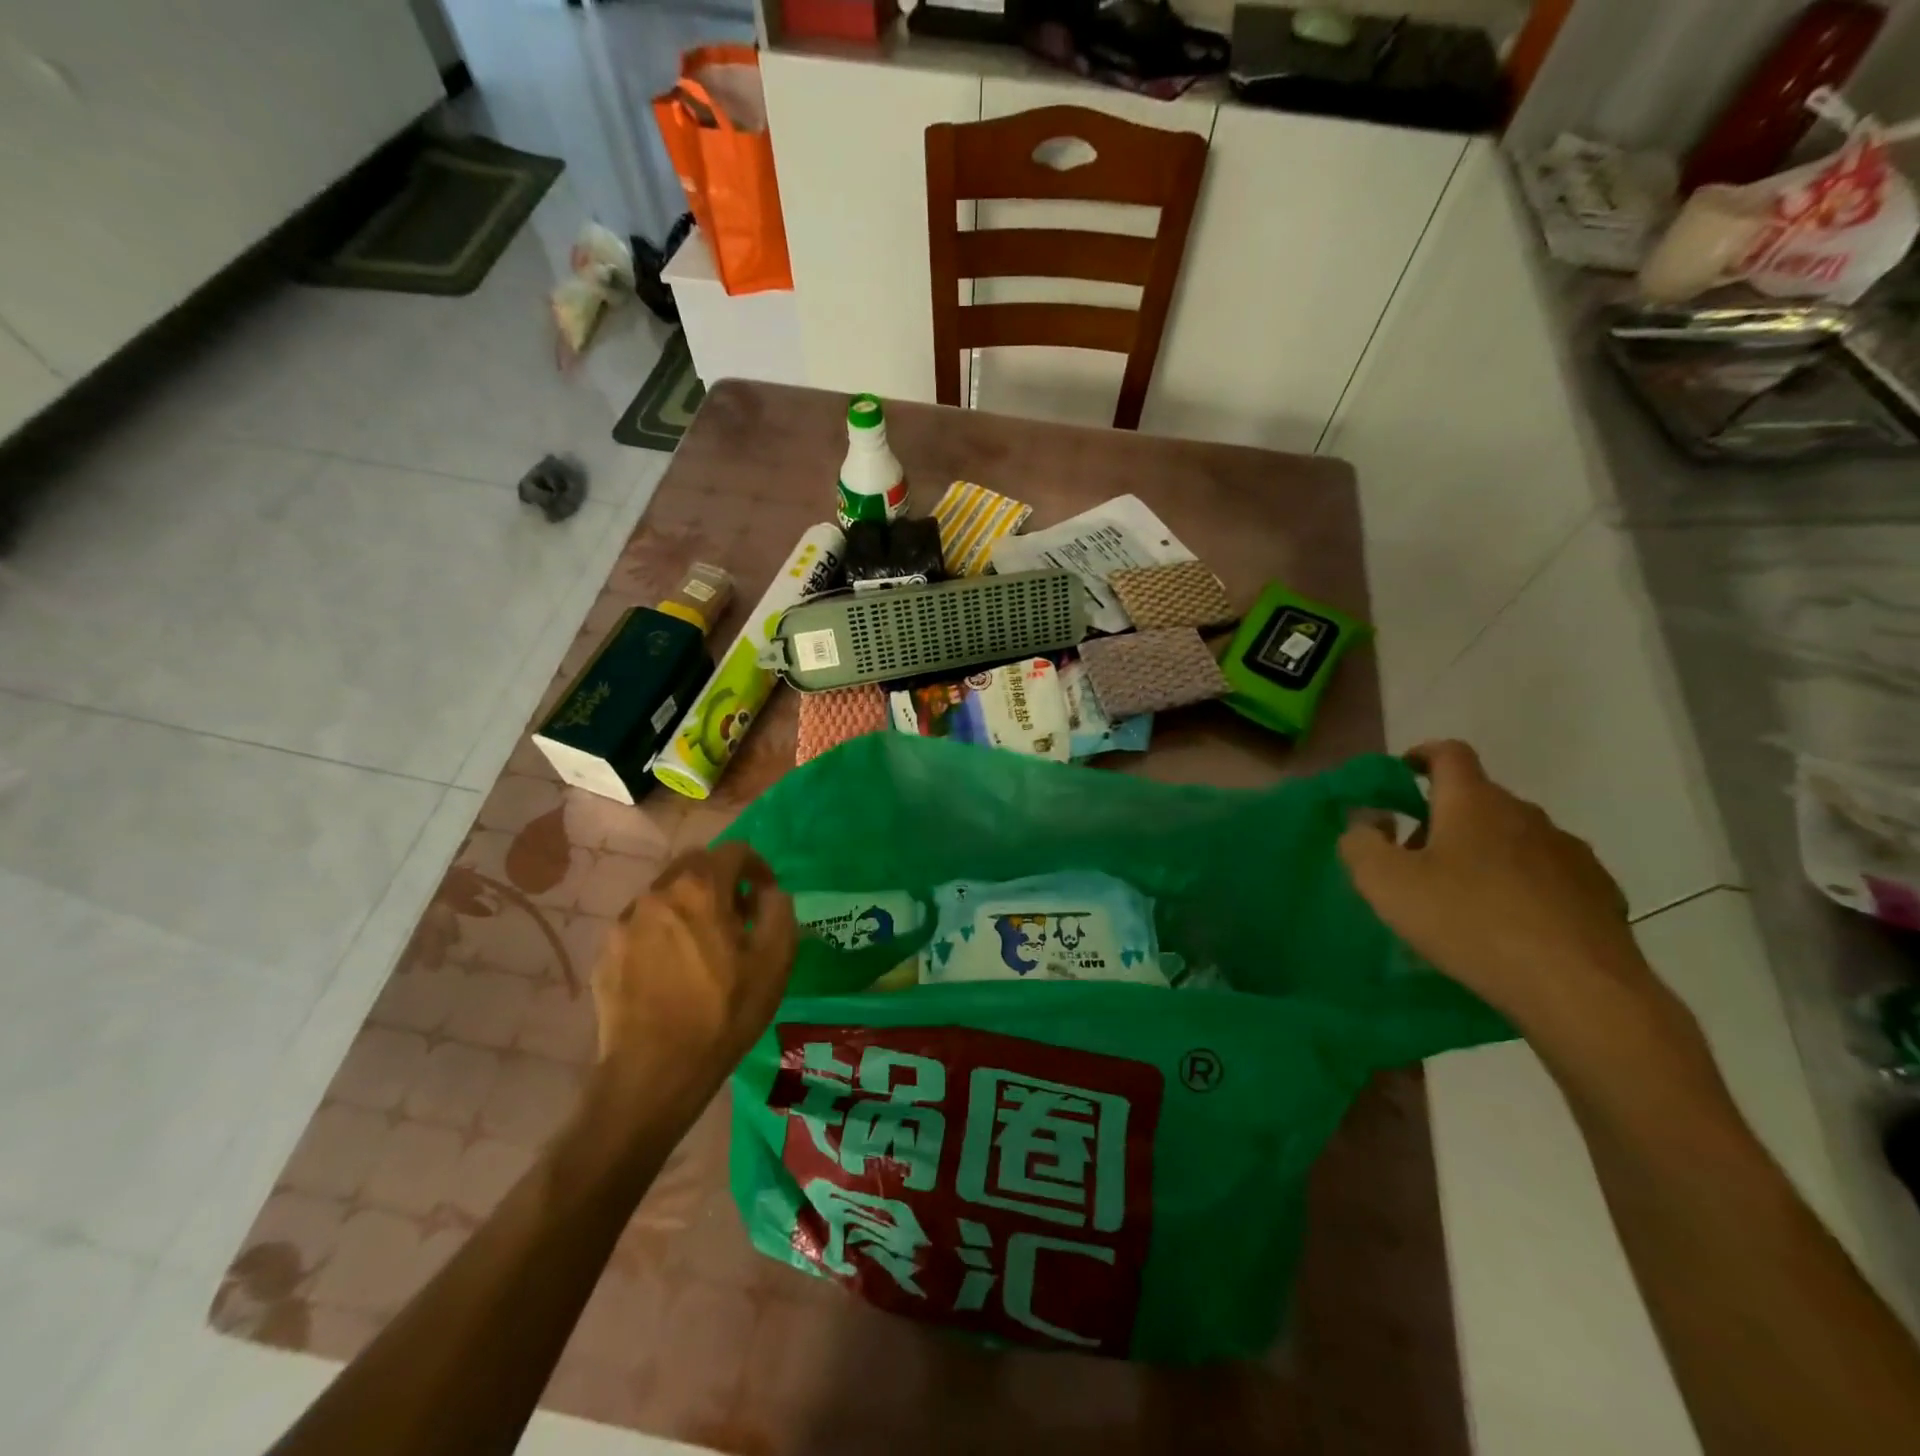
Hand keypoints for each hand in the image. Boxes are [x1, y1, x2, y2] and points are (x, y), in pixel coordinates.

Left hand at [592, 844, 797, 1096]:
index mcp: (701, 889)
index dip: (757, 866)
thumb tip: (769, 893)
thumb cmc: (722, 1015)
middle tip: (737, 916)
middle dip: (721, 879)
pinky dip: (663, 930)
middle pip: (694, 864)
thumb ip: (779, 912)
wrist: (653, 1074)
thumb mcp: (774, 963)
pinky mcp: (606, 952)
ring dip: (690, 904)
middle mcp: (658, 894)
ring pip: (665, 893)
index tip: (766, 895)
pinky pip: (642, 924)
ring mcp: (625, 922)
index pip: (734, 850)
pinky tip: (673, 969)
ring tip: (704, 944)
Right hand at [1339, 740, 1658, 1036]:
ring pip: (1514, 839)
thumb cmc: (1468, 922)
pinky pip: (1548, 877)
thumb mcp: (1385, 883)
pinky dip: (1522, 888)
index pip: (1449, 753)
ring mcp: (1570, 854)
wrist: (1580, 991)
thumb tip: (1366, 822)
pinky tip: (1510, 927)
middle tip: (1415, 862)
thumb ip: (1360, 843)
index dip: (1422, 755)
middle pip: (1478, 800)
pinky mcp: (1600, 895)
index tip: (1403, 772)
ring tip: (1463, 901)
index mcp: (1473, 802)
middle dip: (1443, 820)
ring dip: (1484, 855)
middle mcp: (1526, 815)